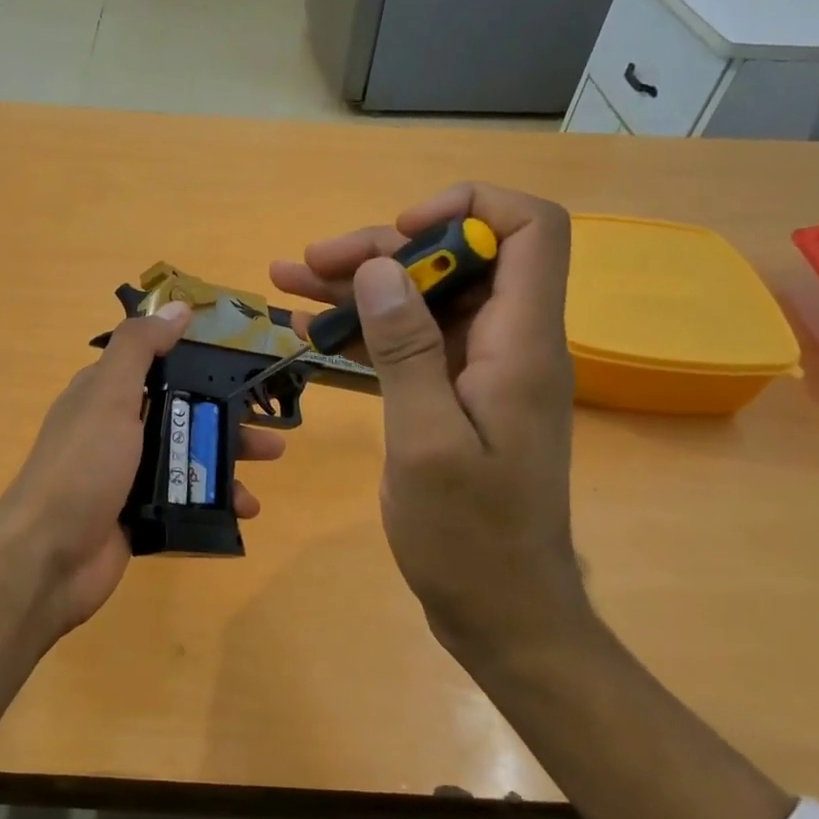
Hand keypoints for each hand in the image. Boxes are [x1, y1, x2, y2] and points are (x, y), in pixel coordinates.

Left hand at [0, 301, 287, 637]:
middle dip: (227, 414)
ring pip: (188, 455)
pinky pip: (186, 498)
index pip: (157, 364)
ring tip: (270, 462)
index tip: (244, 358)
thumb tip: (178, 306)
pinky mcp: (139, 515)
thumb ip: (140, 348)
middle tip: (269, 420)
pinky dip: (217, 500)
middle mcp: (116, 430)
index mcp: (105, 394)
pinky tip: (246, 509)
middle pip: (182, 411)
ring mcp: (128, 475)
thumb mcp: (108, 395)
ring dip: (229, 457)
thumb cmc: (82, 467)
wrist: (48, 559)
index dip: (198, 358)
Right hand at [270, 183, 588, 664]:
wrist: (500, 611)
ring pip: (426, 299)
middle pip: (458, 261)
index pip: (530, 230)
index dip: (469, 208)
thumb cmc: (468, 536)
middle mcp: (509, 344)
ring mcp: (482, 371)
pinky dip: (366, 331)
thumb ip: (407, 349)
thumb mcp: (426, 441)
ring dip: (361, 287)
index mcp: (521, 345)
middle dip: (383, 250)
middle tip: (307, 263)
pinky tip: (311, 332)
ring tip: (289, 282)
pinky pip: (413, 343)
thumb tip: (381, 266)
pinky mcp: (457, 397)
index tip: (400, 233)